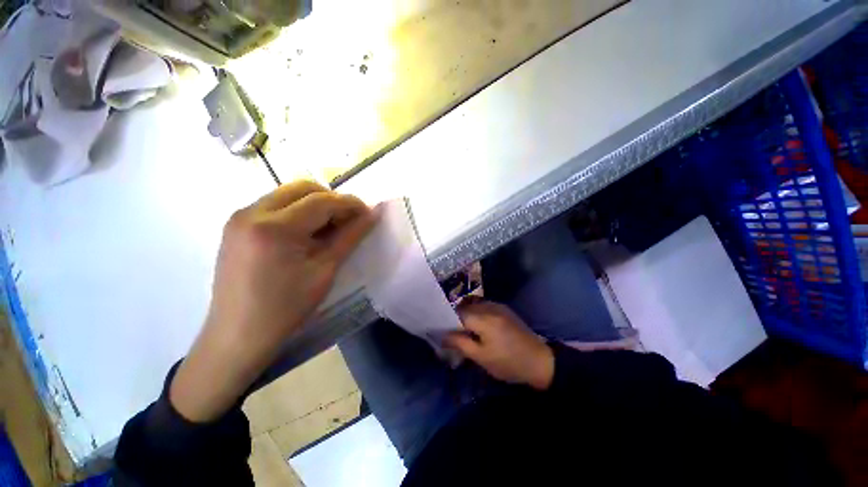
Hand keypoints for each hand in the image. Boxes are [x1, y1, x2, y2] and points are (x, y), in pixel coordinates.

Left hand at [171, 181, 377, 421]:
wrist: (238, 335)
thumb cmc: (287, 307)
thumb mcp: (325, 270)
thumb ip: (351, 236)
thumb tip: (373, 214)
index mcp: (275, 227)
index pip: (322, 200)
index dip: (350, 204)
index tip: (368, 213)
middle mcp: (252, 212)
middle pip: (303, 188)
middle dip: (331, 200)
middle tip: (347, 221)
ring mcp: (239, 217)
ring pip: (287, 194)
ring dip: (314, 204)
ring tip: (327, 229)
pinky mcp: (235, 225)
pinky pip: (273, 205)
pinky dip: (296, 211)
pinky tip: (304, 234)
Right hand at [444, 301, 554, 389]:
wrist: (540, 361)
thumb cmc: (509, 363)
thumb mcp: (481, 357)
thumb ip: (460, 343)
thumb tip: (442, 335)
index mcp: (483, 318)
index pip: (457, 313)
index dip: (446, 320)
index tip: (439, 330)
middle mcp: (489, 306)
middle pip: (465, 307)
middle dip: (455, 318)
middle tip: (450, 332)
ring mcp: (498, 306)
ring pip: (473, 306)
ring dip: (466, 315)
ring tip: (462, 330)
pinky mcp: (504, 309)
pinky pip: (483, 307)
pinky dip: (476, 314)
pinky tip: (477, 326)